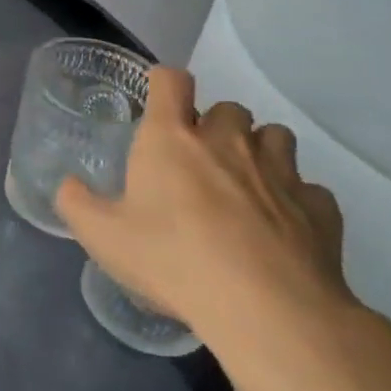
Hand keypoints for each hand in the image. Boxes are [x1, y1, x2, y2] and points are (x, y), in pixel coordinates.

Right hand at [55, 68, 352, 361]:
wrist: (267, 309)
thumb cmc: (172, 259)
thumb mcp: (101, 236)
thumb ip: (76, 203)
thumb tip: (69, 185)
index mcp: (172, 139)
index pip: (171, 80)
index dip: (164, 84)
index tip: (158, 103)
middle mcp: (228, 142)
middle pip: (229, 108)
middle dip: (215, 126)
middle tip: (198, 161)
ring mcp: (282, 172)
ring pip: (276, 137)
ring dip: (259, 151)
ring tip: (244, 185)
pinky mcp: (320, 208)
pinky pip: (309, 189)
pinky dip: (295, 199)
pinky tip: (281, 228)